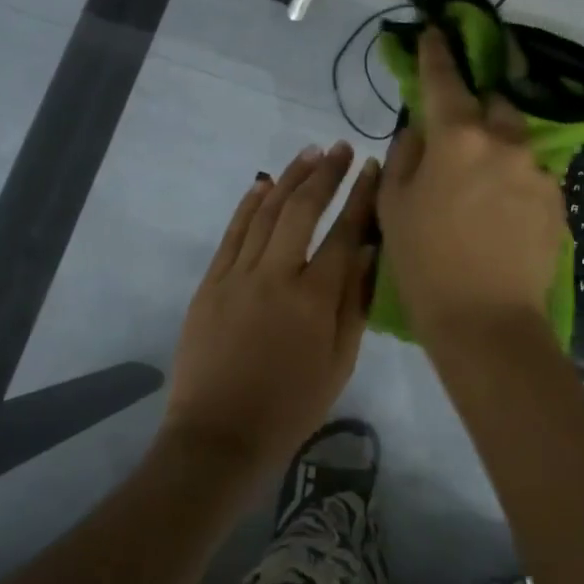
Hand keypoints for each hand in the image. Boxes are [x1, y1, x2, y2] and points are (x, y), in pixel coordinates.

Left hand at [164, 142, 379, 475]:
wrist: (219, 437)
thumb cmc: (291, 405)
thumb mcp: (340, 362)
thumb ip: (356, 302)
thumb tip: (371, 253)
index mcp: (314, 298)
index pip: (344, 232)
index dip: (361, 196)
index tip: (373, 166)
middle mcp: (276, 275)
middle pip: (302, 210)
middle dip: (325, 173)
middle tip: (341, 147)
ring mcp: (237, 276)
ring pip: (265, 213)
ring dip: (289, 178)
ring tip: (309, 153)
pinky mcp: (211, 284)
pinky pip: (232, 234)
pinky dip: (247, 205)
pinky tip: (262, 184)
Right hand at [378, 27, 565, 337]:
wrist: (487, 322)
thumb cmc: (425, 265)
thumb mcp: (395, 207)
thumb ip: (407, 155)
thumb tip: (420, 130)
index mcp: (458, 137)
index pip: (445, 79)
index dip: (437, 53)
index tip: (435, 33)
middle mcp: (504, 141)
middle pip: (495, 102)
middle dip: (479, 104)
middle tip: (462, 124)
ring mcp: (538, 169)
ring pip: (518, 138)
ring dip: (501, 144)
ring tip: (484, 177)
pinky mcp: (557, 198)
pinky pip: (533, 171)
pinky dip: (517, 176)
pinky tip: (504, 208)